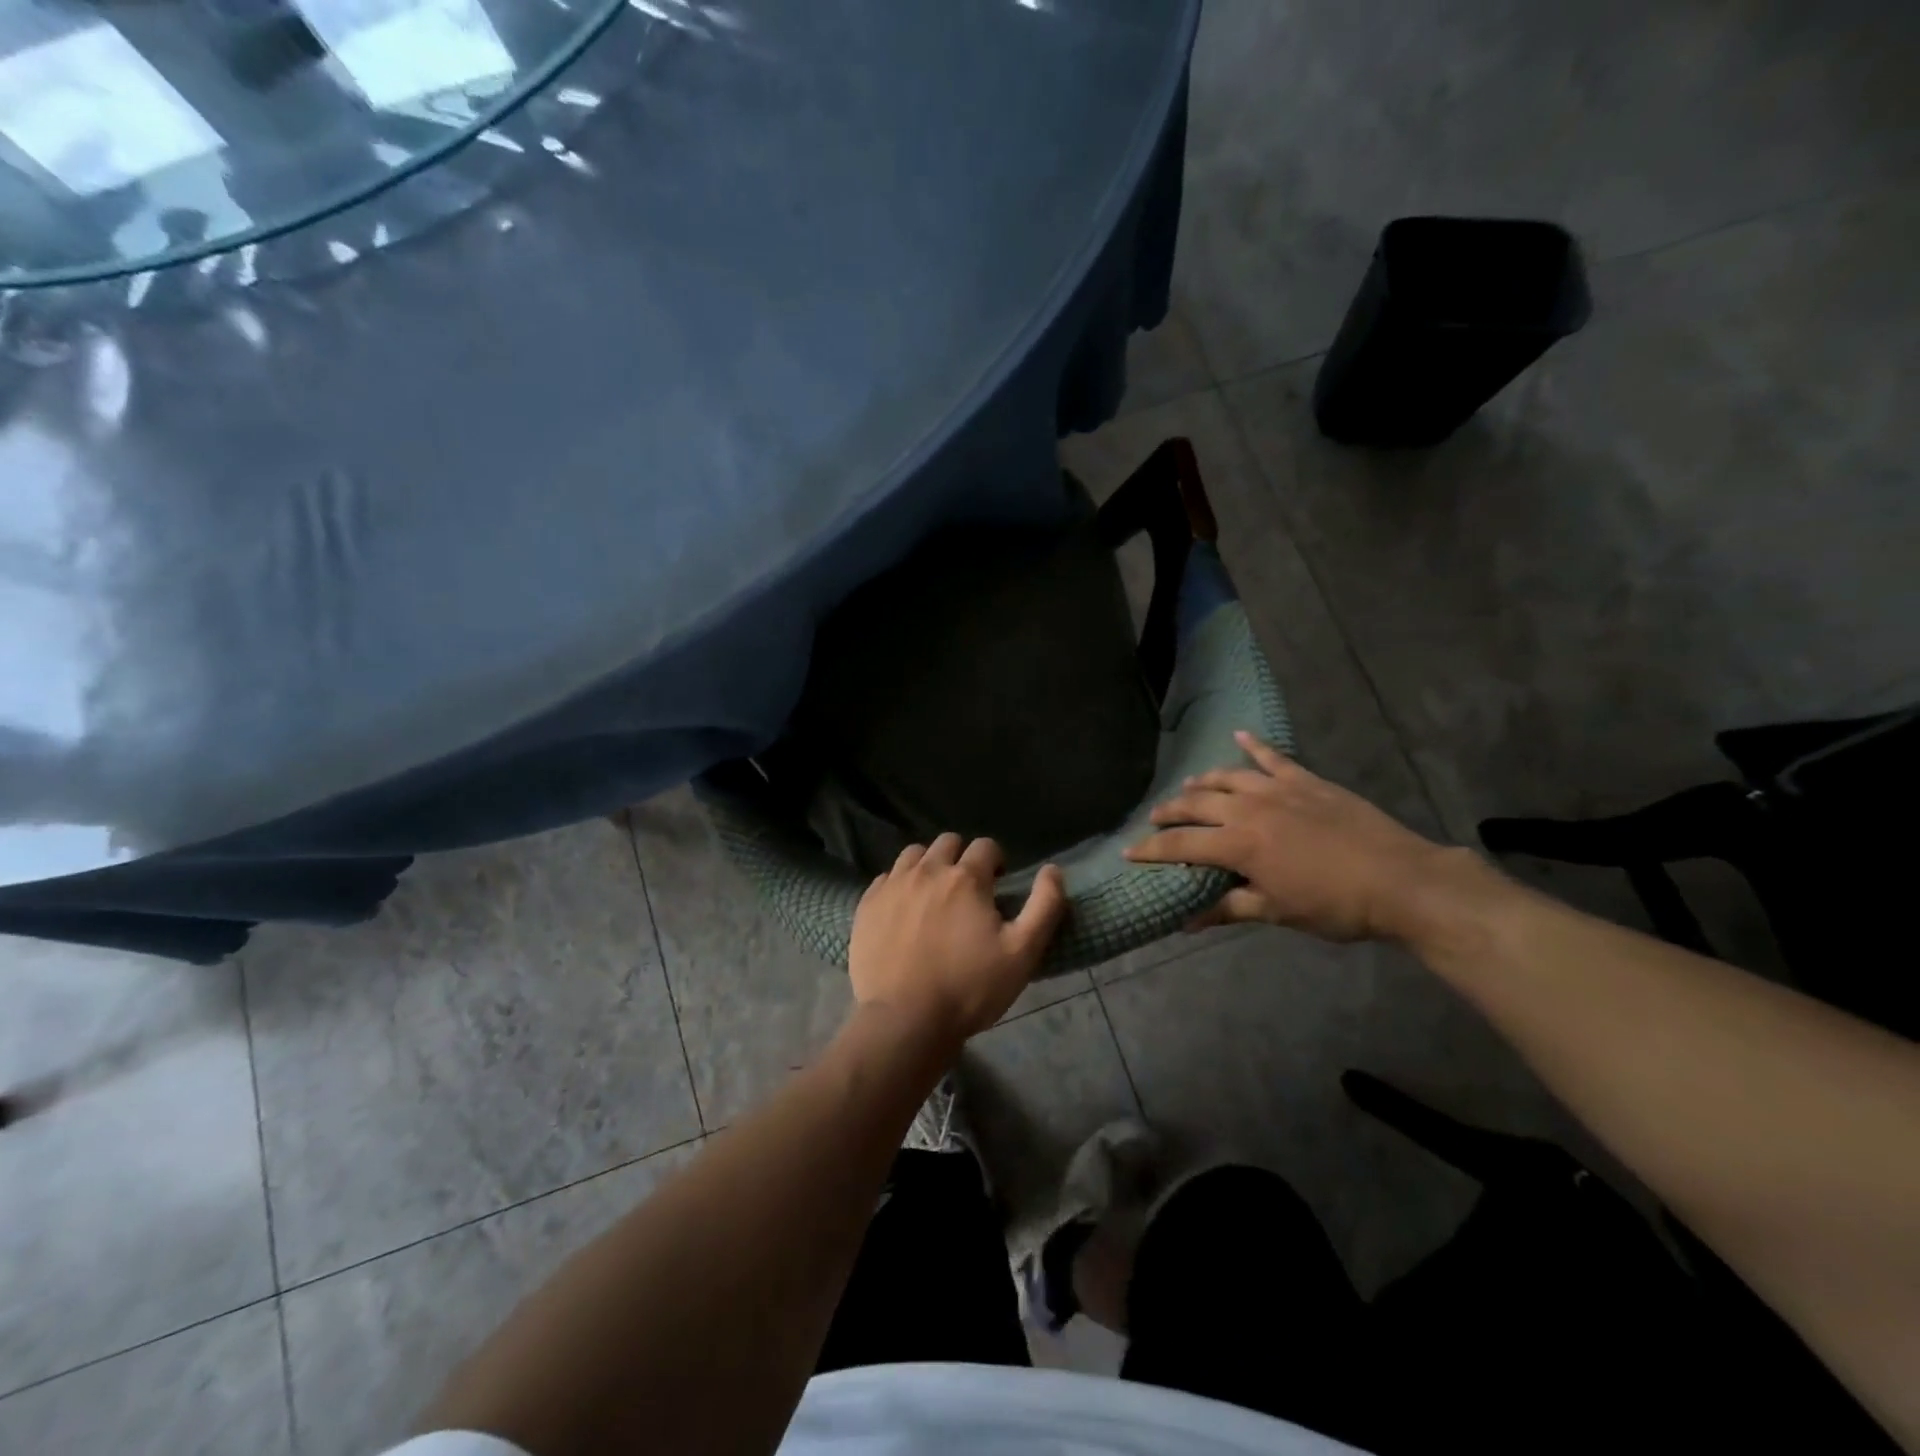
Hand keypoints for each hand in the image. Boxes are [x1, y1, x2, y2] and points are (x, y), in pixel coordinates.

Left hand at [849, 834, 1067, 1044]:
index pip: (986, 846)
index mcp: (966, 878)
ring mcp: (893, 886)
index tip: (997, 886)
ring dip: (928, 865)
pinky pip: (886, 878)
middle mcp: (927, 870)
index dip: (996, 862)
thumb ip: (1044, 906)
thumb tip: (1053, 869)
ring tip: (933, 896)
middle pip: (948, 842)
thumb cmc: (970, 988)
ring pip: (914, 854)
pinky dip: (899, 885)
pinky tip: (904, 911)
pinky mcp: (867, 905)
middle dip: (961, 858)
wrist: (905, 1021)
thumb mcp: (1022, 953)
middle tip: (967, 891)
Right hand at [1125, 731, 1481, 943]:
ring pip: (1227, 777)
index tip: (1129, 851)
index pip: (1181, 844)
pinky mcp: (1306, 780)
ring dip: (1202, 782)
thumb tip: (1185, 922)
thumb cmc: (1334, 905)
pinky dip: (1254, 745)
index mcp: (1238, 844)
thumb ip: (1228, 909)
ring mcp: (1278, 789)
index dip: (1152, 849)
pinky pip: (1273, 757)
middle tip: (1154, 818)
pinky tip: (1240, 736)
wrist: (1401, 881)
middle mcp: (1249, 809)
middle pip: (1196, 804)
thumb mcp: (1276, 913)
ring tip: (1188, 788)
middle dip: (1170, 812)